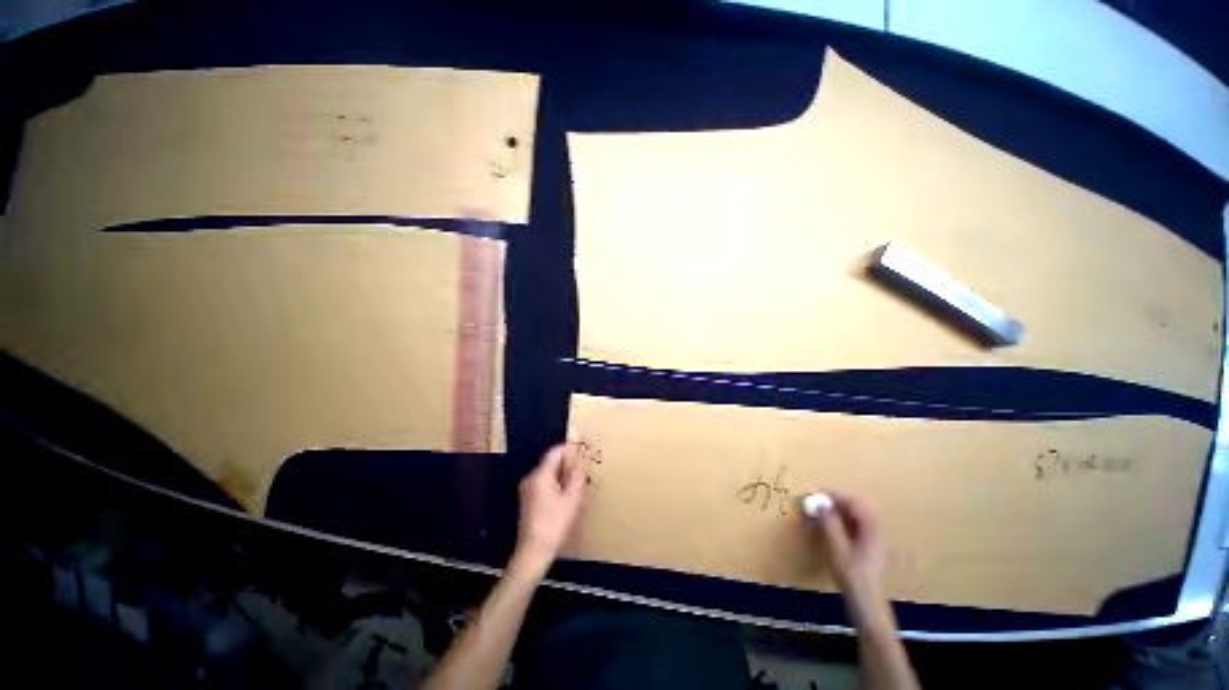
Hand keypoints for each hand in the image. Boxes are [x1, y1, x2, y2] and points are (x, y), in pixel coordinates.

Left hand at [511, 443, 586, 579]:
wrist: (533, 552)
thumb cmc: (554, 524)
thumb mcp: (571, 500)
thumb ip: (576, 479)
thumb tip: (578, 468)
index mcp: (540, 476)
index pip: (554, 453)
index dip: (567, 447)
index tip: (580, 445)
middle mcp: (531, 479)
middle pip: (550, 463)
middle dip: (566, 461)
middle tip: (582, 462)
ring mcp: (527, 490)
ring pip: (548, 474)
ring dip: (562, 473)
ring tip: (577, 476)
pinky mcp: (528, 501)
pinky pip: (544, 484)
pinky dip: (556, 483)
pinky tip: (566, 491)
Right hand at [808, 492, 888, 624]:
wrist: (867, 606)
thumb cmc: (852, 575)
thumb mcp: (837, 548)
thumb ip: (829, 524)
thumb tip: (819, 503)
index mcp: (871, 529)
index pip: (855, 503)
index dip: (836, 496)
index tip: (816, 495)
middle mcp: (874, 532)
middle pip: (857, 509)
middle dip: (836, 503)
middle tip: (817, 504)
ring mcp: (872, 542)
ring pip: (855, 518)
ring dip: (838, 513)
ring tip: (819, 515)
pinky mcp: (867, 551)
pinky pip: (854, 528)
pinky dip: (840, 523)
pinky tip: (829, 530)